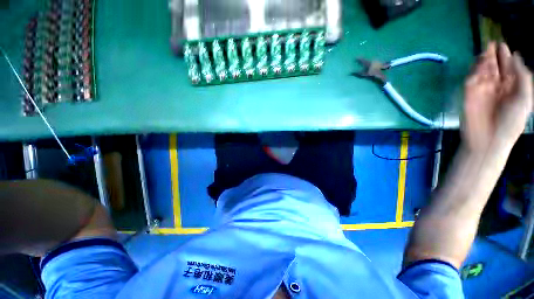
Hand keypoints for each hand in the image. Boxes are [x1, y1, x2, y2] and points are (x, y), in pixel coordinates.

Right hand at [463, 42, 532, 151]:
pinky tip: (479, 66)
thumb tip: (515, 56)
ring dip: (484, 61)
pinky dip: (474, 72)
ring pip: (482, 71)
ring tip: (486, 51)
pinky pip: (471, 79)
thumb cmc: (511, 122)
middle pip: (494, 67)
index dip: (505, 56)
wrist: (488, 140)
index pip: (508, 69)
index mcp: (511, 88)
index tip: (502, 45)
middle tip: (492, 44)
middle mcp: (496, 86)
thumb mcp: (525, 99)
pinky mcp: (468, 95)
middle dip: (493, 56)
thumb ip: (523, 78)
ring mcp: (482, 90)